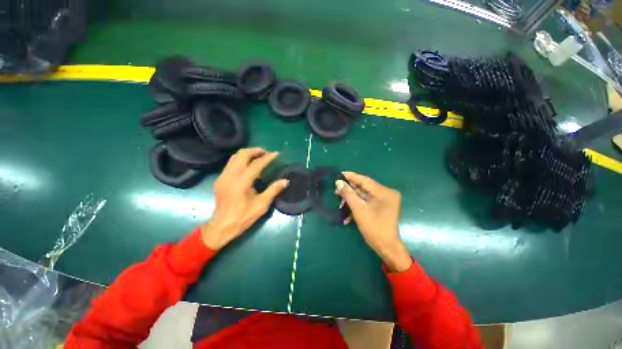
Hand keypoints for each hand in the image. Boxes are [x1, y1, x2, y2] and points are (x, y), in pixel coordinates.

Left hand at [200, 148, 288, 249]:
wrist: (222, 226)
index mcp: (241, 182)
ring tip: (258, 157)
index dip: (267, 157)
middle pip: (242, 154)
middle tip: (266, 153)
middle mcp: (230, 175)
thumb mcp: (261, 205)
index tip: (276, 154)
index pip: (256, 164)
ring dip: (248, 154)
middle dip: (255, 151)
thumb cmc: (243, 217)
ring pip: (235, 157)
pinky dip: (241, 160)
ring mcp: (223, 176)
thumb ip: (273, 190)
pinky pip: (231, 163)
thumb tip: (285, 181)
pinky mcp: (220, 179)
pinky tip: (248, 167)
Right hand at [336, 172, 411, 271]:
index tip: (339, 173)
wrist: (386, 248)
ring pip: (364, 195)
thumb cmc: (374, 228)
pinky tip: (347, 215)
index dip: (351, 176)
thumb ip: (348, 194)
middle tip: (336, 190)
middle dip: (349, 190)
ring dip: (352, 200)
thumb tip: (338, 182)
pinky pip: (367, 202)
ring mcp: (384, 200)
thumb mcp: (358, 209)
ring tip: (340, 203)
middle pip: (364, 187)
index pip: (364, 180)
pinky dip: (357, 206)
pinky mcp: (381, 206)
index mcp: (384, 192)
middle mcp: (386, 193)